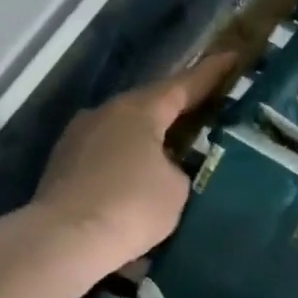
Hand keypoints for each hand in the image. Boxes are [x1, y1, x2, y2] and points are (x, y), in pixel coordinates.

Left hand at [32, 52, 235, 275]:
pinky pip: (109, 154)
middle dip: (179, 108)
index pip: (184, 85)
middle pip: (151, 104)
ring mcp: (79, 138)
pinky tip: (143, 179)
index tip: (232, 57)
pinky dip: (130, 160)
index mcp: (139, 110)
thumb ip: (180, 167)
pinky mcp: (65, 165)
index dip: (211, 72)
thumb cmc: (132, 205)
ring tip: (177, 150)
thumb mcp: (178, 187)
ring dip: (152, 137)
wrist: (65, 240)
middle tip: (209, 109)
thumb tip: (167, 168)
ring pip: (127, 130)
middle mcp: (106, 113)